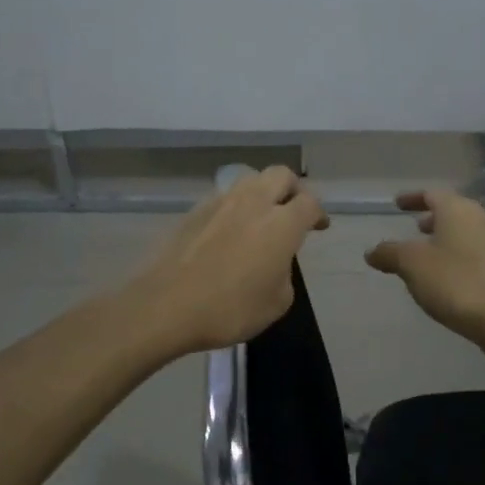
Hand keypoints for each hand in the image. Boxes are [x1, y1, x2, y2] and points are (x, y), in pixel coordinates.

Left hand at [130, 165, 328, 355]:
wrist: (166, 305)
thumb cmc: (229, 309)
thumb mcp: (276, 303)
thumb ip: (284, 273)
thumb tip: (274, 262)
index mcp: (281, 224)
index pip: (309, 202)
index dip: (318, 213)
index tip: (318, 226)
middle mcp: (253, 203)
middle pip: (281, 175)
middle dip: (293, 189)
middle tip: (293, 211)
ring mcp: (220, 202)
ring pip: (250, 180)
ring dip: (262, 192)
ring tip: (260, 217)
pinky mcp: (193, 211)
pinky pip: (223, 198)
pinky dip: (234, 207)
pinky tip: (229, 231)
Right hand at [366, 188, 484, 357]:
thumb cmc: (457, 283)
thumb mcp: (412, 266)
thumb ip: (390, 253)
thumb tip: (372, 251)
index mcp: (459, 210)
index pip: (432, 193)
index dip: (412, 198)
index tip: (397, 204)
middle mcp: (483, 219)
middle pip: (453, 212)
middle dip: (432, 219)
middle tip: (414, 228)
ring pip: (467, 233)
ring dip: (447, 239)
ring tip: (429, 255)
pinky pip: (477, 254)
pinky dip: (460, 257)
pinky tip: (449, 278)